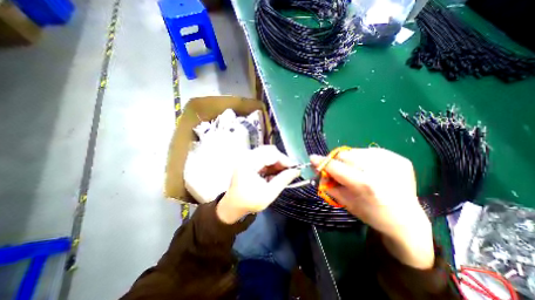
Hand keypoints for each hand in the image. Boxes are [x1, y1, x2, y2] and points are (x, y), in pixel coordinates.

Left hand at [216, 146, 300, 224]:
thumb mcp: (269, 193)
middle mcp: (247, 157)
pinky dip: (271, 165)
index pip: (271, 153)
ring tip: (282, 174)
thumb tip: (297, 171)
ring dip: (277, 163)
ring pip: (267, 154)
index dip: (284, 160)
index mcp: (248, 163)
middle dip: (281, 160)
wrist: (233, 205)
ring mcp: (247, 158)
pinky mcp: (249, 161)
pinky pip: (264, 158)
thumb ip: (283, 180)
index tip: (294, 168)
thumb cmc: (249, 201)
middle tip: (289, 170)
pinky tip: (273, 174)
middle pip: (269, 151)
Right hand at [309, 148, 433, 269]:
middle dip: (337, 161)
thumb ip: (329, 184)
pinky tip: (369, 169)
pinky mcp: (399, 158)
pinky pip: (370, 151)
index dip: (322, 162)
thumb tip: (317, 170)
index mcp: (365, 185)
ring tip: (356, 171)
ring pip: (356, 151)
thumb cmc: (372, 214)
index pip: (336, 167)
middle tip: (337, 169)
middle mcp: (379, 170)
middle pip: (345, 154)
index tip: (312, 158)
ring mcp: (391, 162)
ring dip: (350, 160)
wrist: (406, 219)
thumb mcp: (345, 202)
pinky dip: (364, 159)